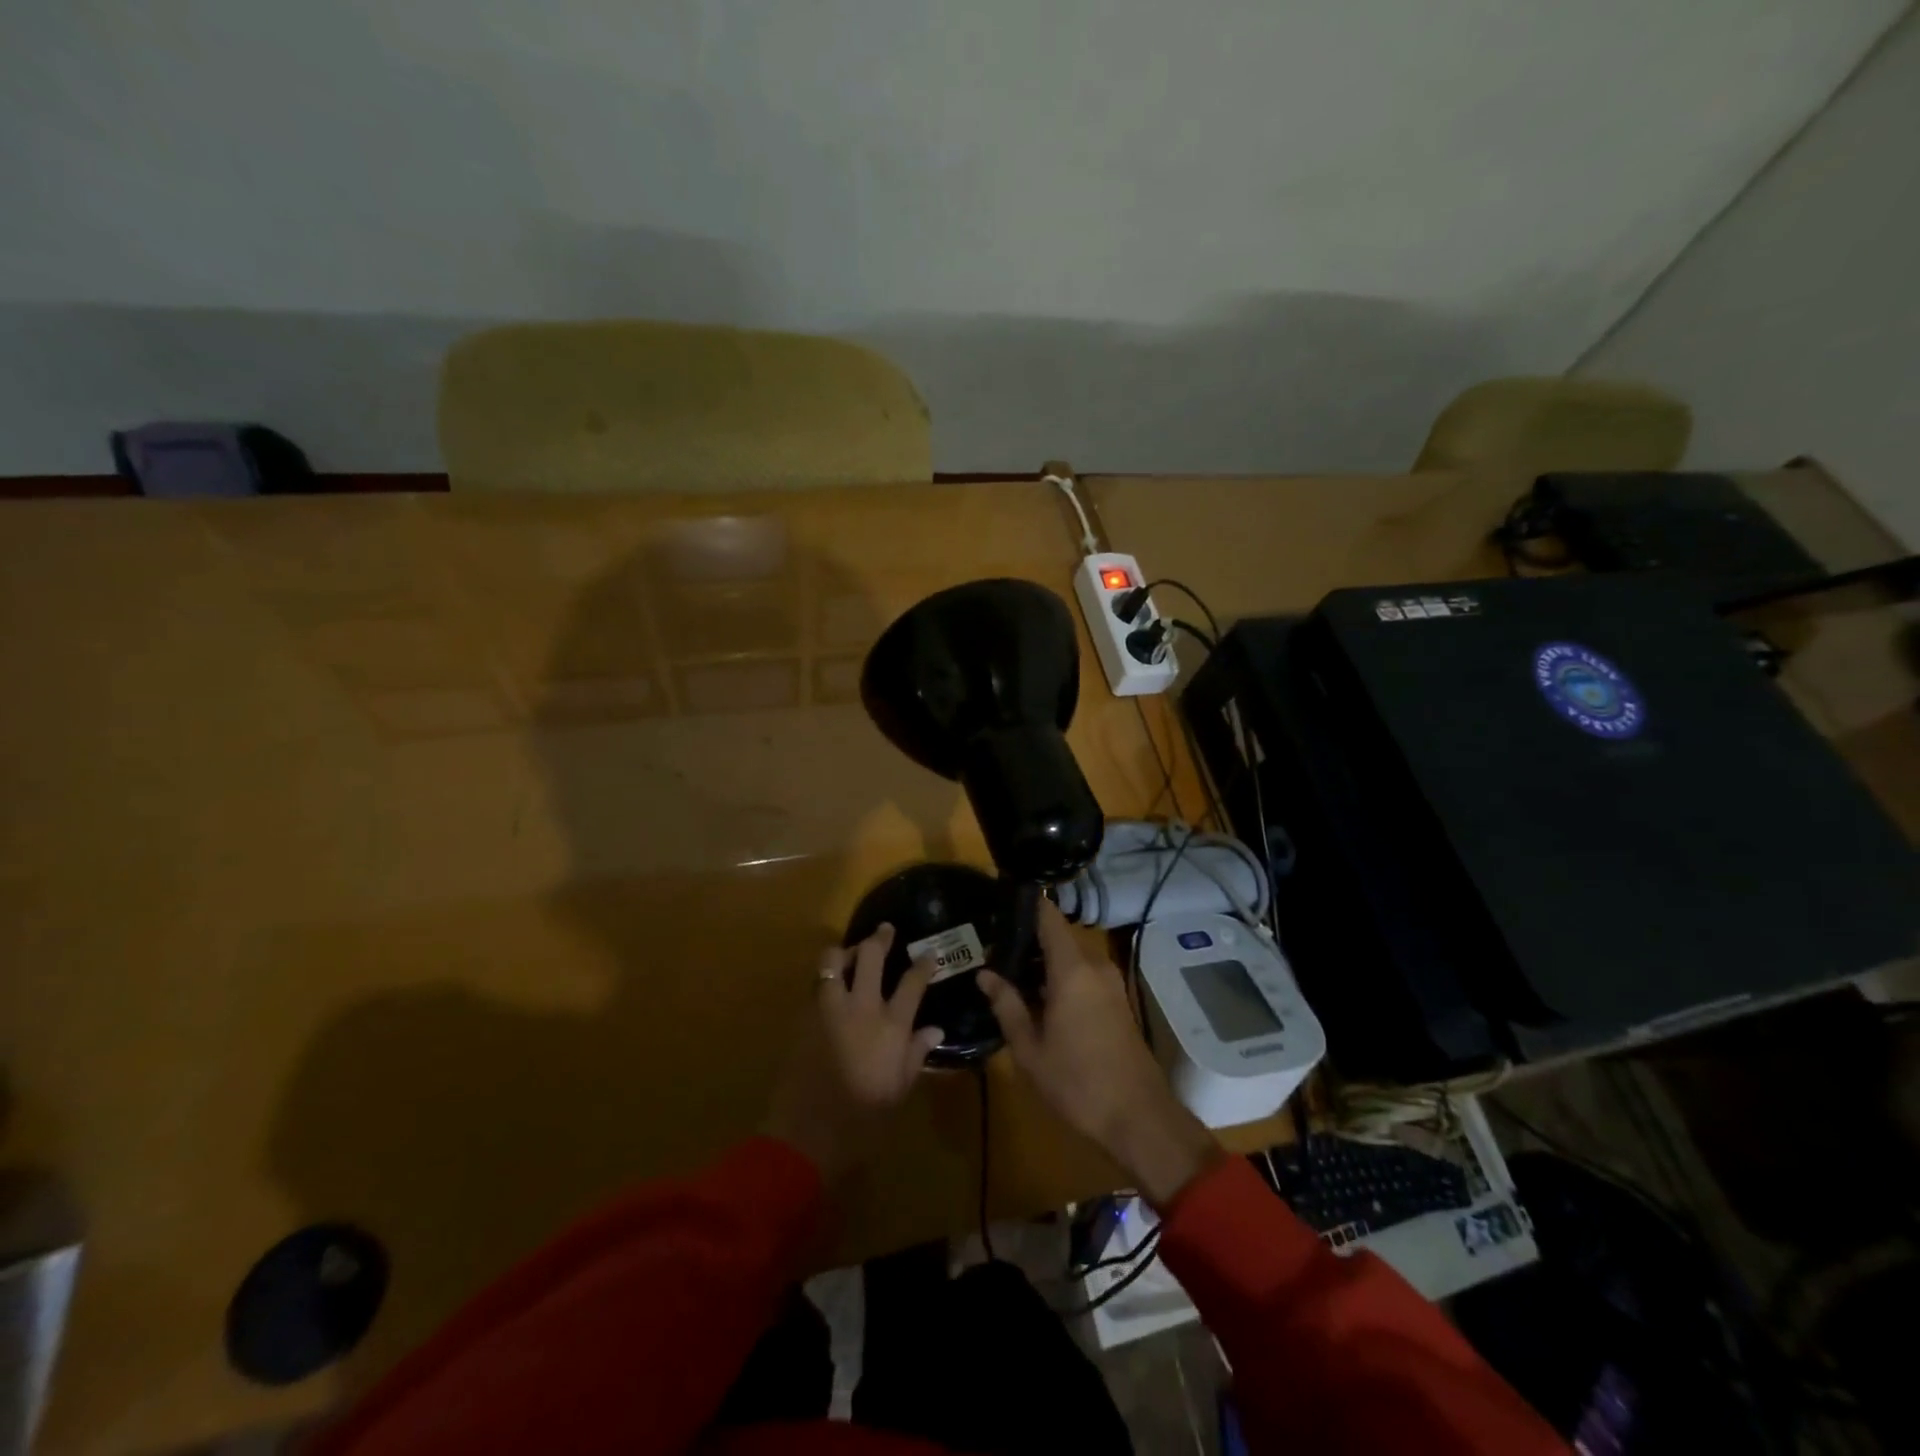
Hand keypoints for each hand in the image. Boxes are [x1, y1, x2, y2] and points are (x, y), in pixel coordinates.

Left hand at [763, 924, 944, 1181]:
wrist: (806, 1135)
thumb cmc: (863, 1120)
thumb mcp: (899, 1090)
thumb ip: (916, 1054)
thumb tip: (934, 1029)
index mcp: (891, 1026)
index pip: (912, 981)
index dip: (923, 963)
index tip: (928, 953)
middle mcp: (861, 1007)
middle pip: (870, 956)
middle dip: (880, 938)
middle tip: (885, 930)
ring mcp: (828, 1009)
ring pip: (833, 961)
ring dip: (845, 950)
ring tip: (851, 951)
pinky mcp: (804, 1018)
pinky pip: (816, 985)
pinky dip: (826, 977)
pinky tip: (830, 985)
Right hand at [978, 901, 1219, 1205]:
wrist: (1139, 1117)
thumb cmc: (1077, 1082)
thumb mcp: (1030, 1048)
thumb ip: (1007, 1005)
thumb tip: (985, 974)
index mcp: (1072, 970)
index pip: (1049, 918)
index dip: (1026, 904)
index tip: (1000, 901)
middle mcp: (1094, 966)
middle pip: (1058, 936)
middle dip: (1027, 938)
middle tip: (992, 946)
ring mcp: (1110, 983)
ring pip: (1071, 957)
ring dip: (1043, 961)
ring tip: (1008, 970)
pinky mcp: (1117, 1000)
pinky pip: (1083, 974)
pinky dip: (1060, 976)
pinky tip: (1037, 995)